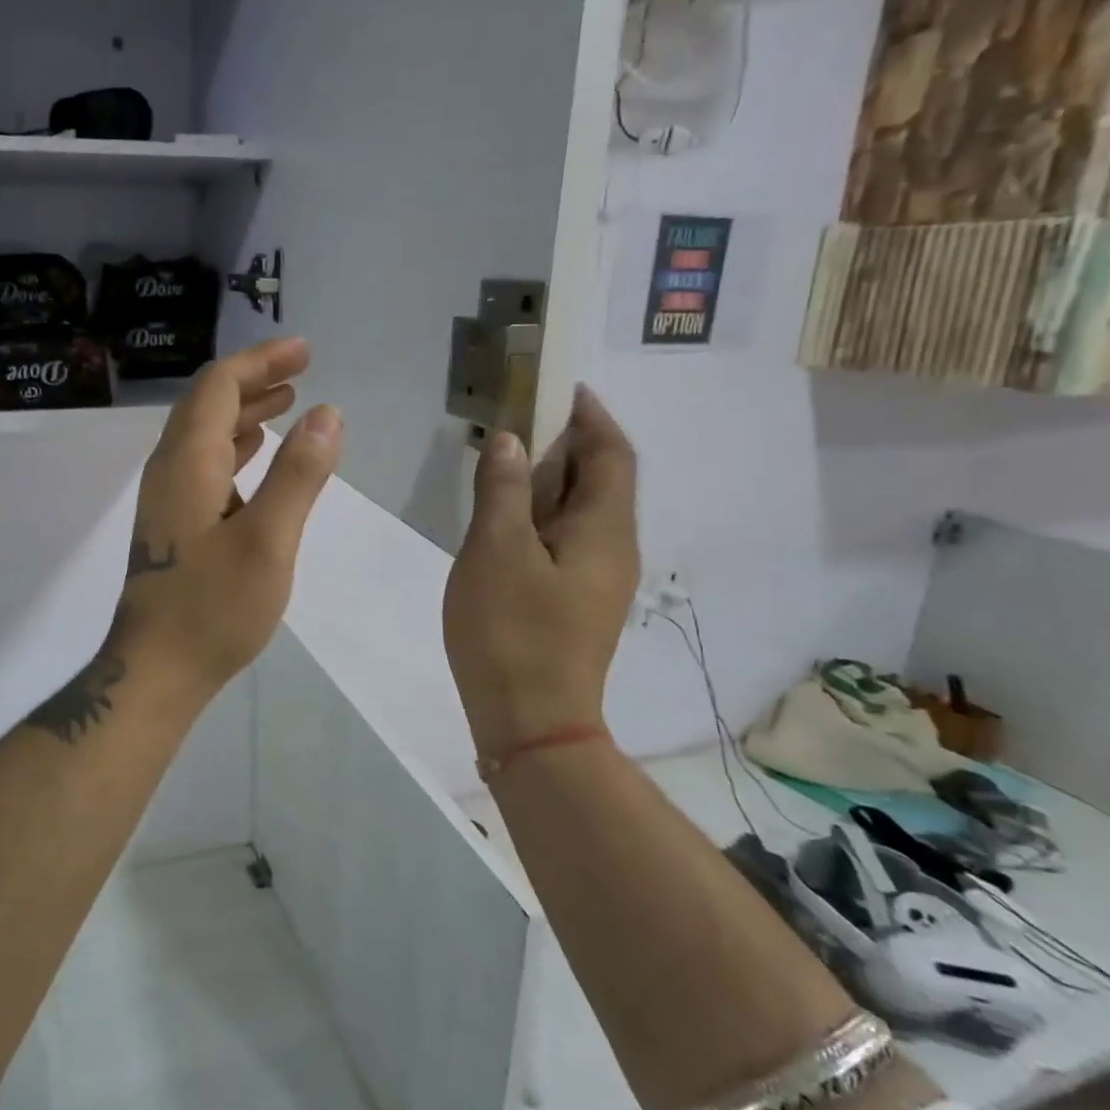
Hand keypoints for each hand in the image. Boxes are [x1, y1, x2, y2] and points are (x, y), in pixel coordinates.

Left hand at [112, 337, 343, 696]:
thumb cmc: (213, 608)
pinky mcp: (173, 522)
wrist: (156, 669)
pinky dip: (235, 447)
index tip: (305, 351)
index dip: (261, 361)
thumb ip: (298, 475)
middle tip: (303, 369)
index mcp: (188, 461)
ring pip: (205, 434)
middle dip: (255, 379)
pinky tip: (258, 455)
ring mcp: (167, 496)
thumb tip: (327, 413)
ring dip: (245, 411)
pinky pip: (205, 464)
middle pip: (208, 403)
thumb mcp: (268, 541)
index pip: (219, 386)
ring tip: (289, 401)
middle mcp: (170, 468)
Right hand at [443, 388, 639, 752]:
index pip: (611, 455)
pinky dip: (541, 514)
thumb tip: (509, 441)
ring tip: (505, 464)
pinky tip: (505, 522)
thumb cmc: (512, 630)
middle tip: (519, 422)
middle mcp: (614, 549)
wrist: (531, 721)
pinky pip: (566, 540)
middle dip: (567, 443)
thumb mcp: (495, 550)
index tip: (561, 387)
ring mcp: (597, 580)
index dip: (591, 416)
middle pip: (601, 480)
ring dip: (550, 480)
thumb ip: (502, 489)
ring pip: (581, 512)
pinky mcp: (576, 603)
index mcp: (605, 530)